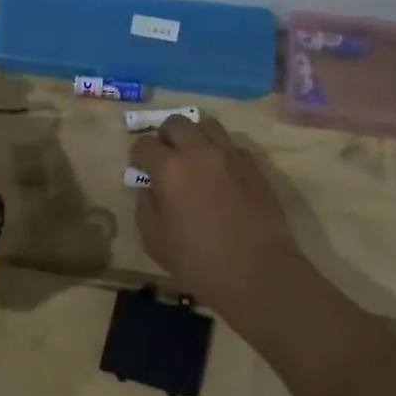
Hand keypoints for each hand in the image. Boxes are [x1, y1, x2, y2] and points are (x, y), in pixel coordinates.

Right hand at [129, 115, 308, 313]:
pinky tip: (219, 174)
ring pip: (208, 125)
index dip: (137, 155)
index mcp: (169, 168)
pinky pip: (232, 145)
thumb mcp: (154, 240)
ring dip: (195, 136)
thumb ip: (145, 207)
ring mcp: (230, 156)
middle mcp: (198, 152)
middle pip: (176, 123)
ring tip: (193, 157)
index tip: (139, 169)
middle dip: (165, 136)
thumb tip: (146, 190)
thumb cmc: (197, 259)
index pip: (144, 144)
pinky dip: (220, 151)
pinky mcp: (254, 167)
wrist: (257, 272)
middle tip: (165, 158)